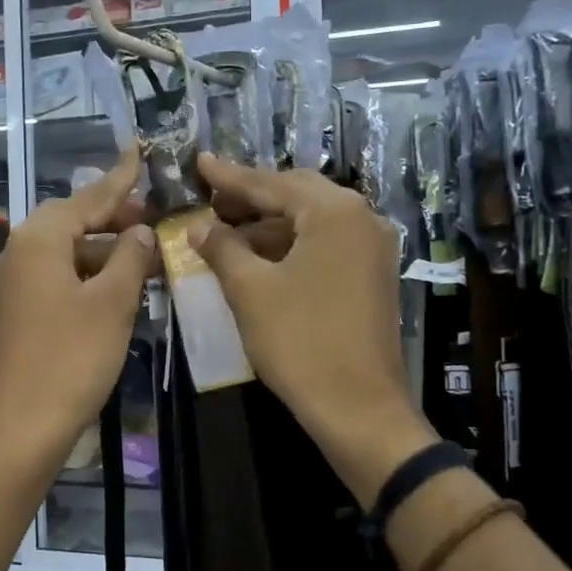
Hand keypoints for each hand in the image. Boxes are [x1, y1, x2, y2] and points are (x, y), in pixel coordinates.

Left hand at [0, 146, 155, 466]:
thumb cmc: (71, 359)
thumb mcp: (112, 304)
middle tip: (150, 220)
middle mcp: (15, 255)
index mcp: (36, 241)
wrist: (20, 429)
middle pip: (69, 223)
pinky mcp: (11, 316)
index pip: (86, 198)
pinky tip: (111, 291)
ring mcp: (9, 288)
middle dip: (110, 219)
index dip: (119, 179)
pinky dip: (83, 277)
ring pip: (61, 254)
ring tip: (140, 257)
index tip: (138, 151)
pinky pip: (52, 280)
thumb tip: (140, 231)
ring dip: (100, 252)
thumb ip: (129, 258)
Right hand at [192, 153, 435, 507]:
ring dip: (269, 225)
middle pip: (297, 195)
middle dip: (252, 197)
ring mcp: (373, 248)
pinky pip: (326, 245)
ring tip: (225, 232)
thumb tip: (199, 226)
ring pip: (312, 222)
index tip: (199, 163)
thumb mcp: (250, 291)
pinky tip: (258, 259)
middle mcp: (362, 219)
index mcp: (334, 212)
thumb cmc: (300, 342)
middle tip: (210, 198)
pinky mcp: (373, 276)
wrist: (358, 407)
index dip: (230, 177)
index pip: (272, 183)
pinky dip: (291, 246)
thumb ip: (222, 248)